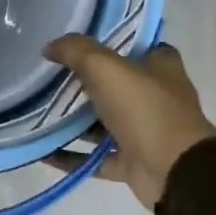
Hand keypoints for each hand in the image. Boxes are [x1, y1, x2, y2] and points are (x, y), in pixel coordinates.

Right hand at [43, 36, 215, 210]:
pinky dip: (73, 155)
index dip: (111, 41)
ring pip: (105, 122)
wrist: (175, 172)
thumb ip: (76, 51)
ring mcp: (146, 132)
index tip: (79, 42)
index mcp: (161, 68)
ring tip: (40, 111)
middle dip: (85, 81)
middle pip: (116, 84)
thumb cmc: (145, 109)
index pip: (138, 46)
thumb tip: (50, 46)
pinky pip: (96, 157)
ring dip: (76, 121)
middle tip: (49, 75)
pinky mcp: (134, 162)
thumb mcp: (105, 68)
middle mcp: (156, 98)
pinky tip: (45, 150)